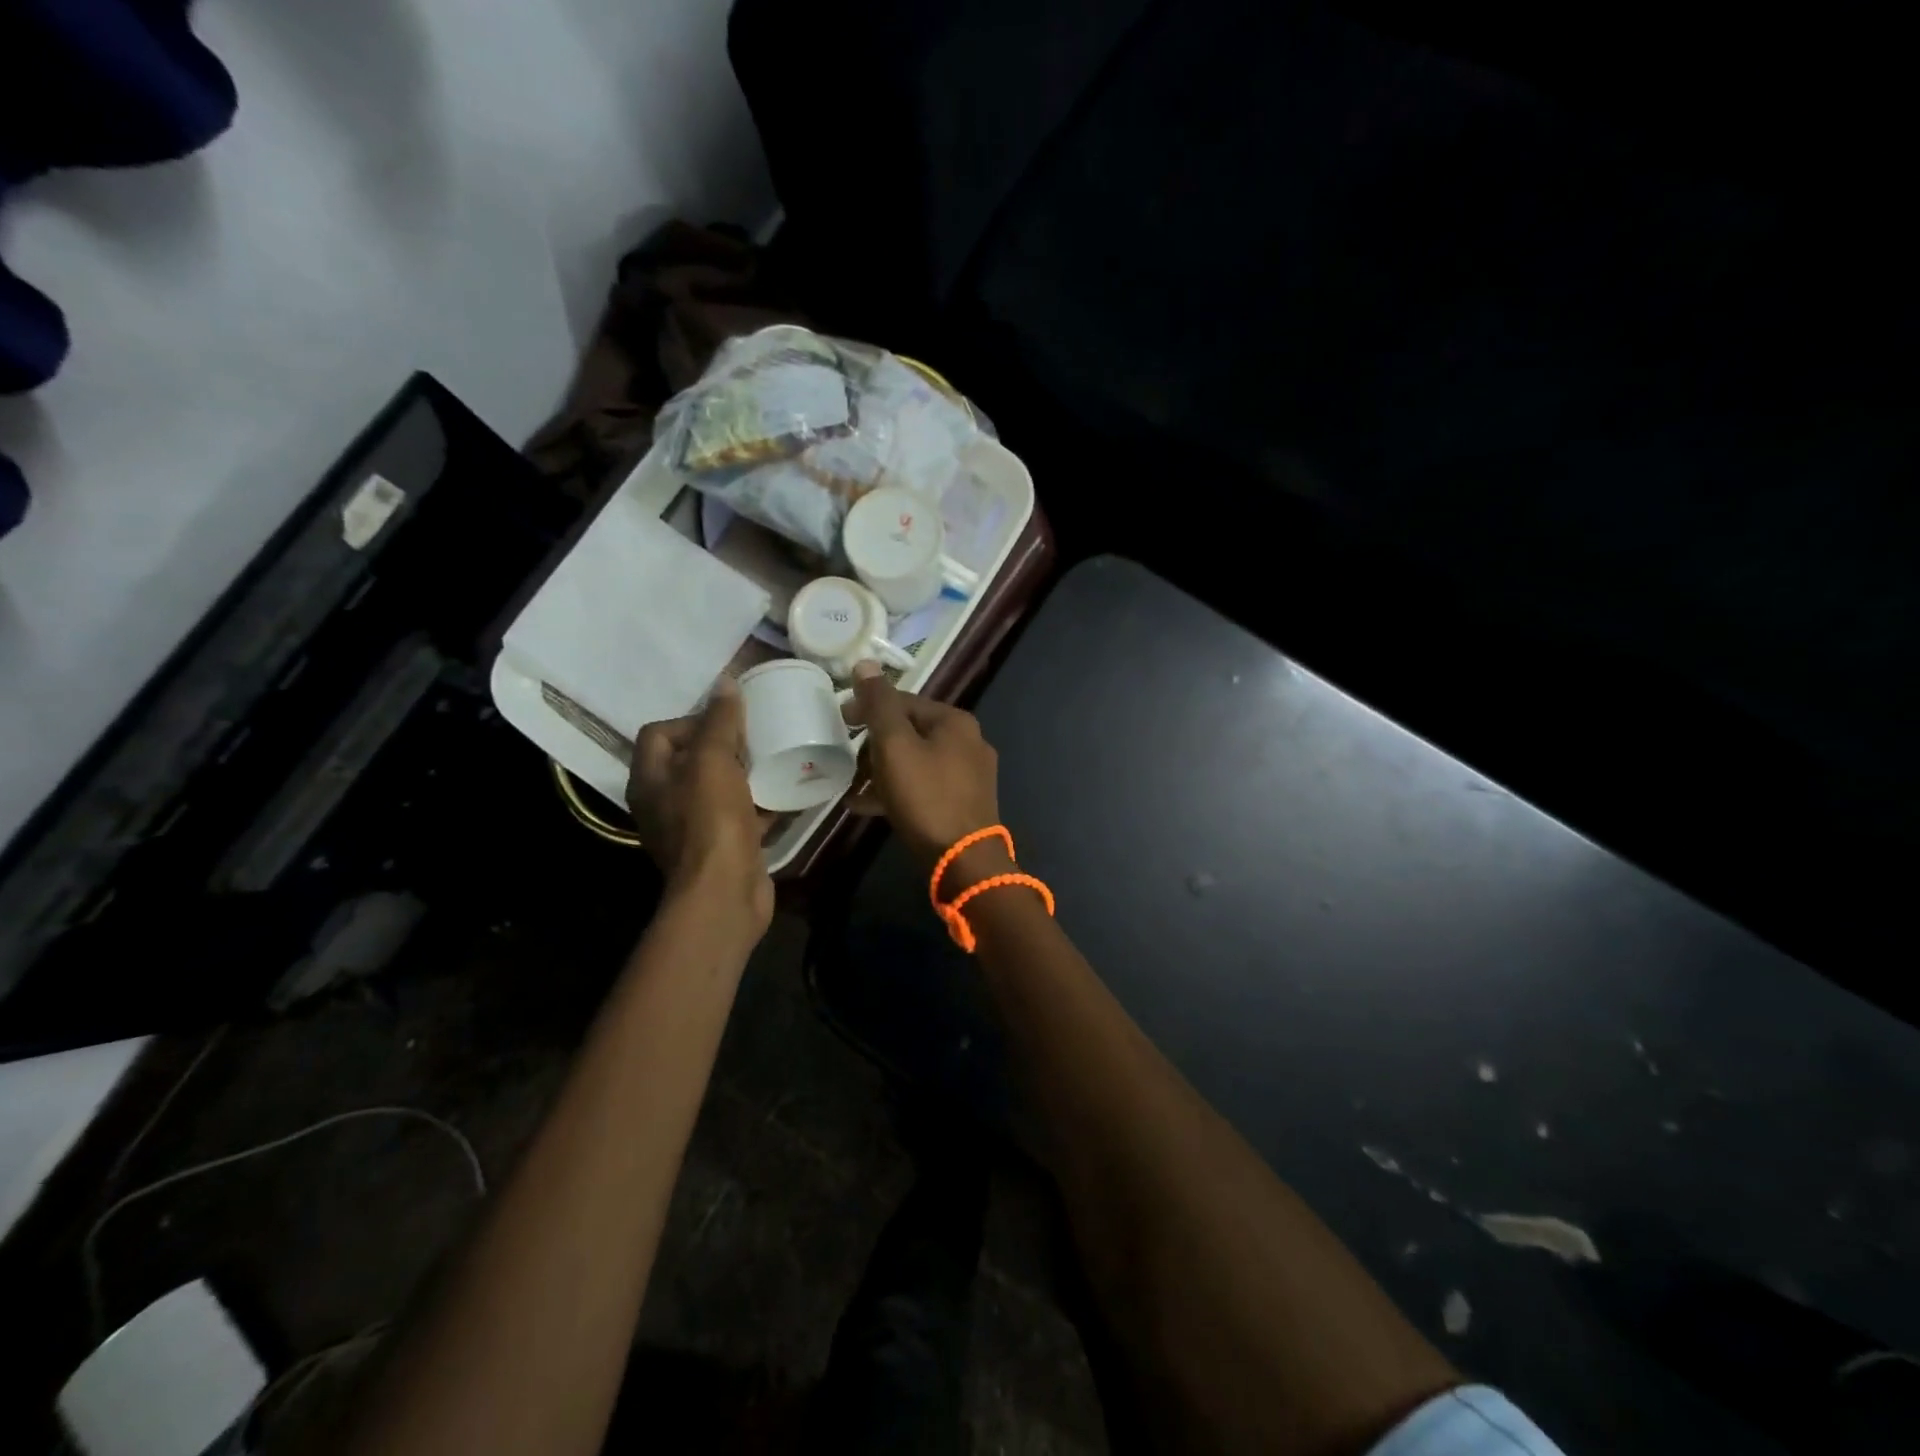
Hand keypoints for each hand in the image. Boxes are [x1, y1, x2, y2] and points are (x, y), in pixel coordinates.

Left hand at [626, 680, 773, 935]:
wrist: (725, 892)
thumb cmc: (711, 820)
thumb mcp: (713, 761)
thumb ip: (719, 721)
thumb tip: (725, 682)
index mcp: (649, 779)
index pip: (660, 732)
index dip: (692, 719)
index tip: (729, 722)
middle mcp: (663, 802)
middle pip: (691, 759)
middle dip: (724, 745)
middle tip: (756, 736)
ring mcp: (692, 827)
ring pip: (718, 787)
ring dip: (744, 773)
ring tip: (774, 757)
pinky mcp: (721, 846)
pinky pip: (740, 814)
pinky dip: (760, 803)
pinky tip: (787, 792)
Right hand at [846, 663, 1004, 878]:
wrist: (964, 861)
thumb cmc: (926, 797)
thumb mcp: (895, 746)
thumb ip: (879, 704)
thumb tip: (865, 663)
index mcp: (955, 721)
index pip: (903, 701)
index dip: (867, 708)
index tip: (839, 723)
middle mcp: (968, 741)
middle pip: (909, 732)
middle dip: (873, 745)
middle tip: (845, 760)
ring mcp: (969, 775)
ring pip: (915, 761)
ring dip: (881, 771)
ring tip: (852, 787)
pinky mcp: (963, 803)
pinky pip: (923, 787)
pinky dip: (896, 791)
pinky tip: (866, 807)